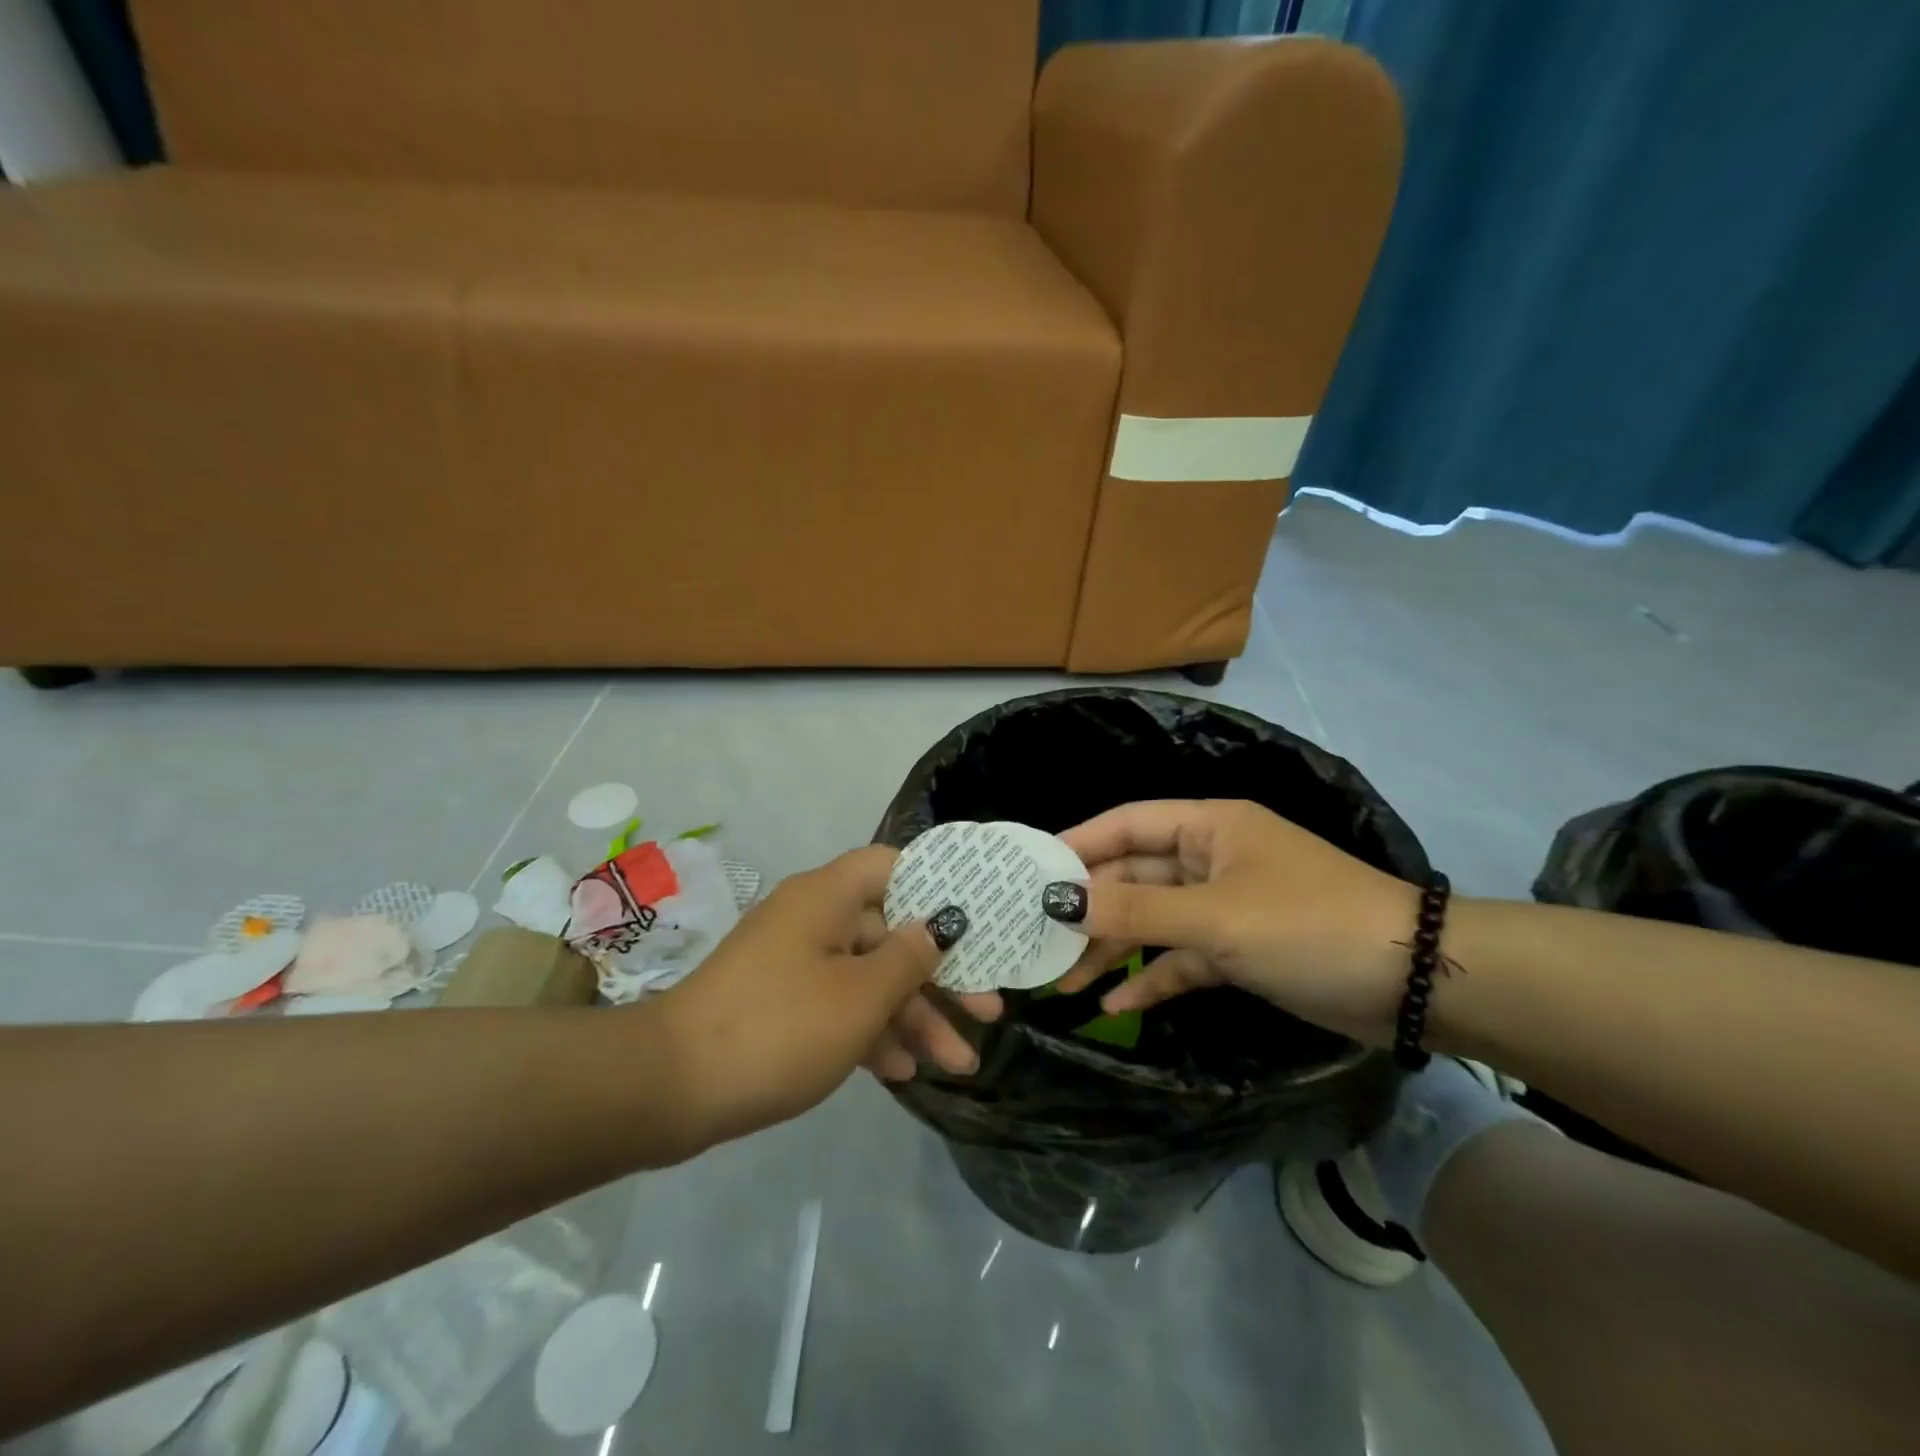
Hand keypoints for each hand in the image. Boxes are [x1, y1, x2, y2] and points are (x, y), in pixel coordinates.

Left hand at [655, 845, 968, 1146]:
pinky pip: (839, 1005)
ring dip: (914, 1016)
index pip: (894, 866)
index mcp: (828, 896)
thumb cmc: (778, 1027)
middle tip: (988, 1012)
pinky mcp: (781, 1004)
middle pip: (892, 933)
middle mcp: (814, 918)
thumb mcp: (860, 996)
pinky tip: (903, 1073)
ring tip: (959, 1064)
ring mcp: (795, 962)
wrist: (669, 1088)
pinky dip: (871, 1032)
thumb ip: (910, 958)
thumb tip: (940, 928)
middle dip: (941, 976)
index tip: (979, 919)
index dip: (940, 886)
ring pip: (870, 977)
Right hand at [1042, 800, 1420, 1043]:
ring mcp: (1225, 907)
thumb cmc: (1307, 925)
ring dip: (1114, 948)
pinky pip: (1182, 958)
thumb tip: (1060, 902)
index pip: (1127, 824)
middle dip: (1091, 909)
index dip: (1078, 844)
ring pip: (1154, 921)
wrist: (1414, 983)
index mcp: (1208, 827)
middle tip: (1039, 939)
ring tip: (1064, 981)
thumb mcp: (1215, 917)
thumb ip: (1136, 910)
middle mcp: (1211, 859)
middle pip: (1135, 876)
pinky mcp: (1240, 950)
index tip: (1030, 873)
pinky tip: (1115, 1005)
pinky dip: (1152, 978)